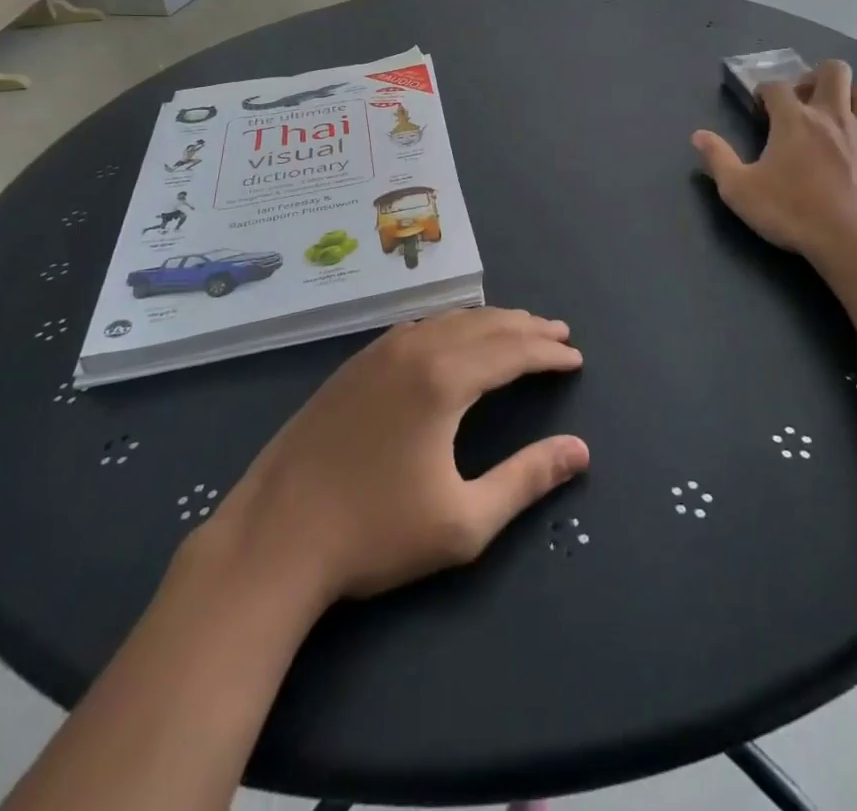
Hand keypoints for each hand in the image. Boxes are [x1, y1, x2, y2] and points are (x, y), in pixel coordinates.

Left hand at [211, 309, 587, 603]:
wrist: (275, 536)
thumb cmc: (374, 533)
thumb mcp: (463, 521)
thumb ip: (526, 479)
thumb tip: (580, 451)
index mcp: (444, 379)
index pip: (511, 351)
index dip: (548, 352)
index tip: (576, 357)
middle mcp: (415, 349)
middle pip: (484, 325)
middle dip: (527, 328)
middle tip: (558, 333)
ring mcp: (378, 352)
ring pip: (448, 320)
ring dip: (490, 323)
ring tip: (518, 329)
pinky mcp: (354, 364)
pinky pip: (418, 327)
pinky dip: (451, 326)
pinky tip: (454, 339)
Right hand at [692, 60, 856, 283]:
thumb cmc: (794, 212)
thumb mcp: (740, 191)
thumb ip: (718, 159)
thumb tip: (698, 135)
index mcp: (793, 120)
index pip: (776, 86)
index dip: (765, 90)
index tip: (760, 106)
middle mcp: (833, 115)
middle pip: (834, 70)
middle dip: (818, 76)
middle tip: (807, 100)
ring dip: (855, 97)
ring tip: (842, 116)